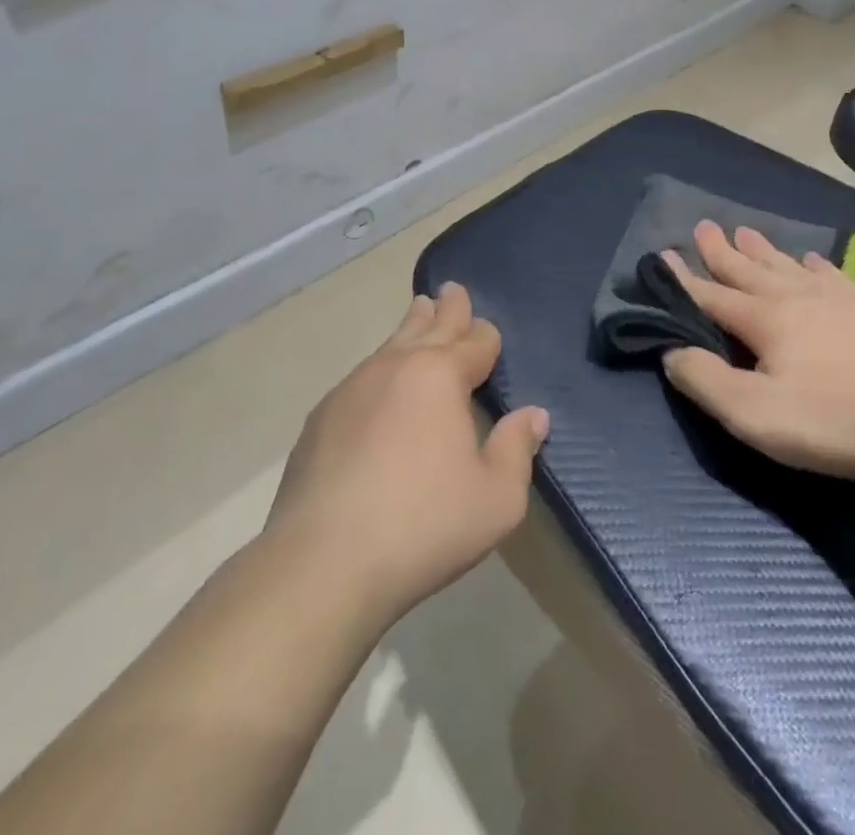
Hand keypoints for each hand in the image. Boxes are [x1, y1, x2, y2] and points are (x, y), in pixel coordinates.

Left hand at [263, 283, 549, 629]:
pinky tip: (379, 387)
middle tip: (451, 290)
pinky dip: (380, 370)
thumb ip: (518, 449)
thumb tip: (534, 415)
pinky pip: (361, 377)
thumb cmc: (424, 525)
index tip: (490, 337)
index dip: (487, 338)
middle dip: (447, 308)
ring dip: (411, 327)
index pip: (476, 341)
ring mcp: (352, 389)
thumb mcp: (497, 498)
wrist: (321, 564)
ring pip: (391, 344)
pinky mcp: (320, 419)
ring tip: (419, 312)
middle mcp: (396, 367)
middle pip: (430, 325)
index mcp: (441, 375)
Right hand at [660, 222, 854, 482]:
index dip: (684, 279)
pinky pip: (832, 274)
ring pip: (787, 265)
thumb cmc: (833, 419)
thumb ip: (707, 381)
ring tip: (746, 230)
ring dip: (762, 249)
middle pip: (749, 269)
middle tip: (703, 226)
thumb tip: (672, 352)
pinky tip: (811, 259)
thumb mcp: (755, 414)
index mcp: (765, 319)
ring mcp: (837, 297)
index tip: (662, 254)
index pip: (712, 295)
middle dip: (722, 250)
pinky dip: (814, 264)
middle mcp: (795, 296)